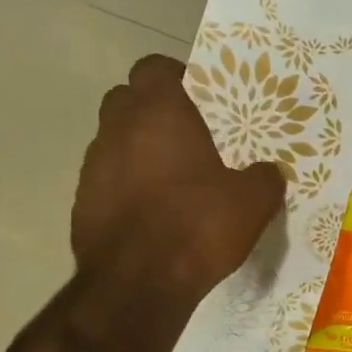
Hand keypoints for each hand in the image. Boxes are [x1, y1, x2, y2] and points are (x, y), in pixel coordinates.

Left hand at [73, 56, 284, 299]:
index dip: (178, 78)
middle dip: (154, 112)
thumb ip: (264, 178)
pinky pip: (108, 179)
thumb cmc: (198, 226)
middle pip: (128, 99)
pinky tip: (153, 214)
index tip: (202, 100)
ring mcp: (93, 165)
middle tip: (189, 137)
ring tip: (173, 180)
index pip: (155, 67)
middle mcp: (117, 128)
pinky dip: (127, 186)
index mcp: (159, 113)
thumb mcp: (253, 202)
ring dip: (139, 150)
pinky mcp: (82, 201)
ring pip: (115, 140)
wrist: (137, 284)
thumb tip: (269, 171)